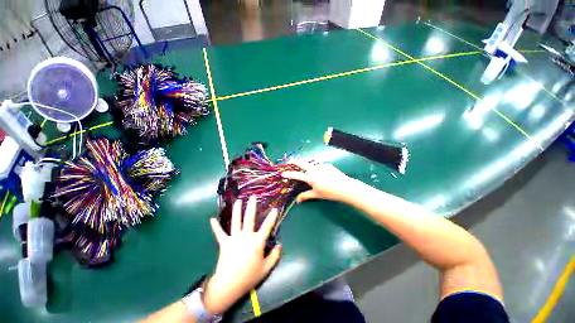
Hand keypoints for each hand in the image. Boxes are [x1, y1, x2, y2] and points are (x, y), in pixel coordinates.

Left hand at [203, 197, 281, 314]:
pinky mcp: (224, 243)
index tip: (275, 208)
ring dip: (237, 210)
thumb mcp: (266, 269)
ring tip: (238, 200)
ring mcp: (234, 238)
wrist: (228, 286)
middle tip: (253, 197)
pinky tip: (212, 219)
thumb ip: (275, 256)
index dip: (272, 217)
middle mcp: (246, 236)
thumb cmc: (249, 277)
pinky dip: (215, 226)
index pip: (267, 226)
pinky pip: (219, 233)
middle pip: (249, 218)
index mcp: (257, 242)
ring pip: (236, 220)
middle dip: (251, 206)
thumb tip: (280, 245)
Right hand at [282, 160, 354, 202]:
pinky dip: (317, 168)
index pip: (297, 175)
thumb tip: (297, 201)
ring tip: (307, 169)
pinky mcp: (327, 165)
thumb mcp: (317, 195)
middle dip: (295, 161)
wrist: (345, 187)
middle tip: (290, 161)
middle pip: (302, 163)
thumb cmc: (329, 192)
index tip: (283, 173)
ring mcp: (321, 165)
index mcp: (310, 177)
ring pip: (311, 163)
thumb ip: (306, 196)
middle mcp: (314, 169)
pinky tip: (321, 173)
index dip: (289, 174)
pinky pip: (319, 165)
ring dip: (307, 165)